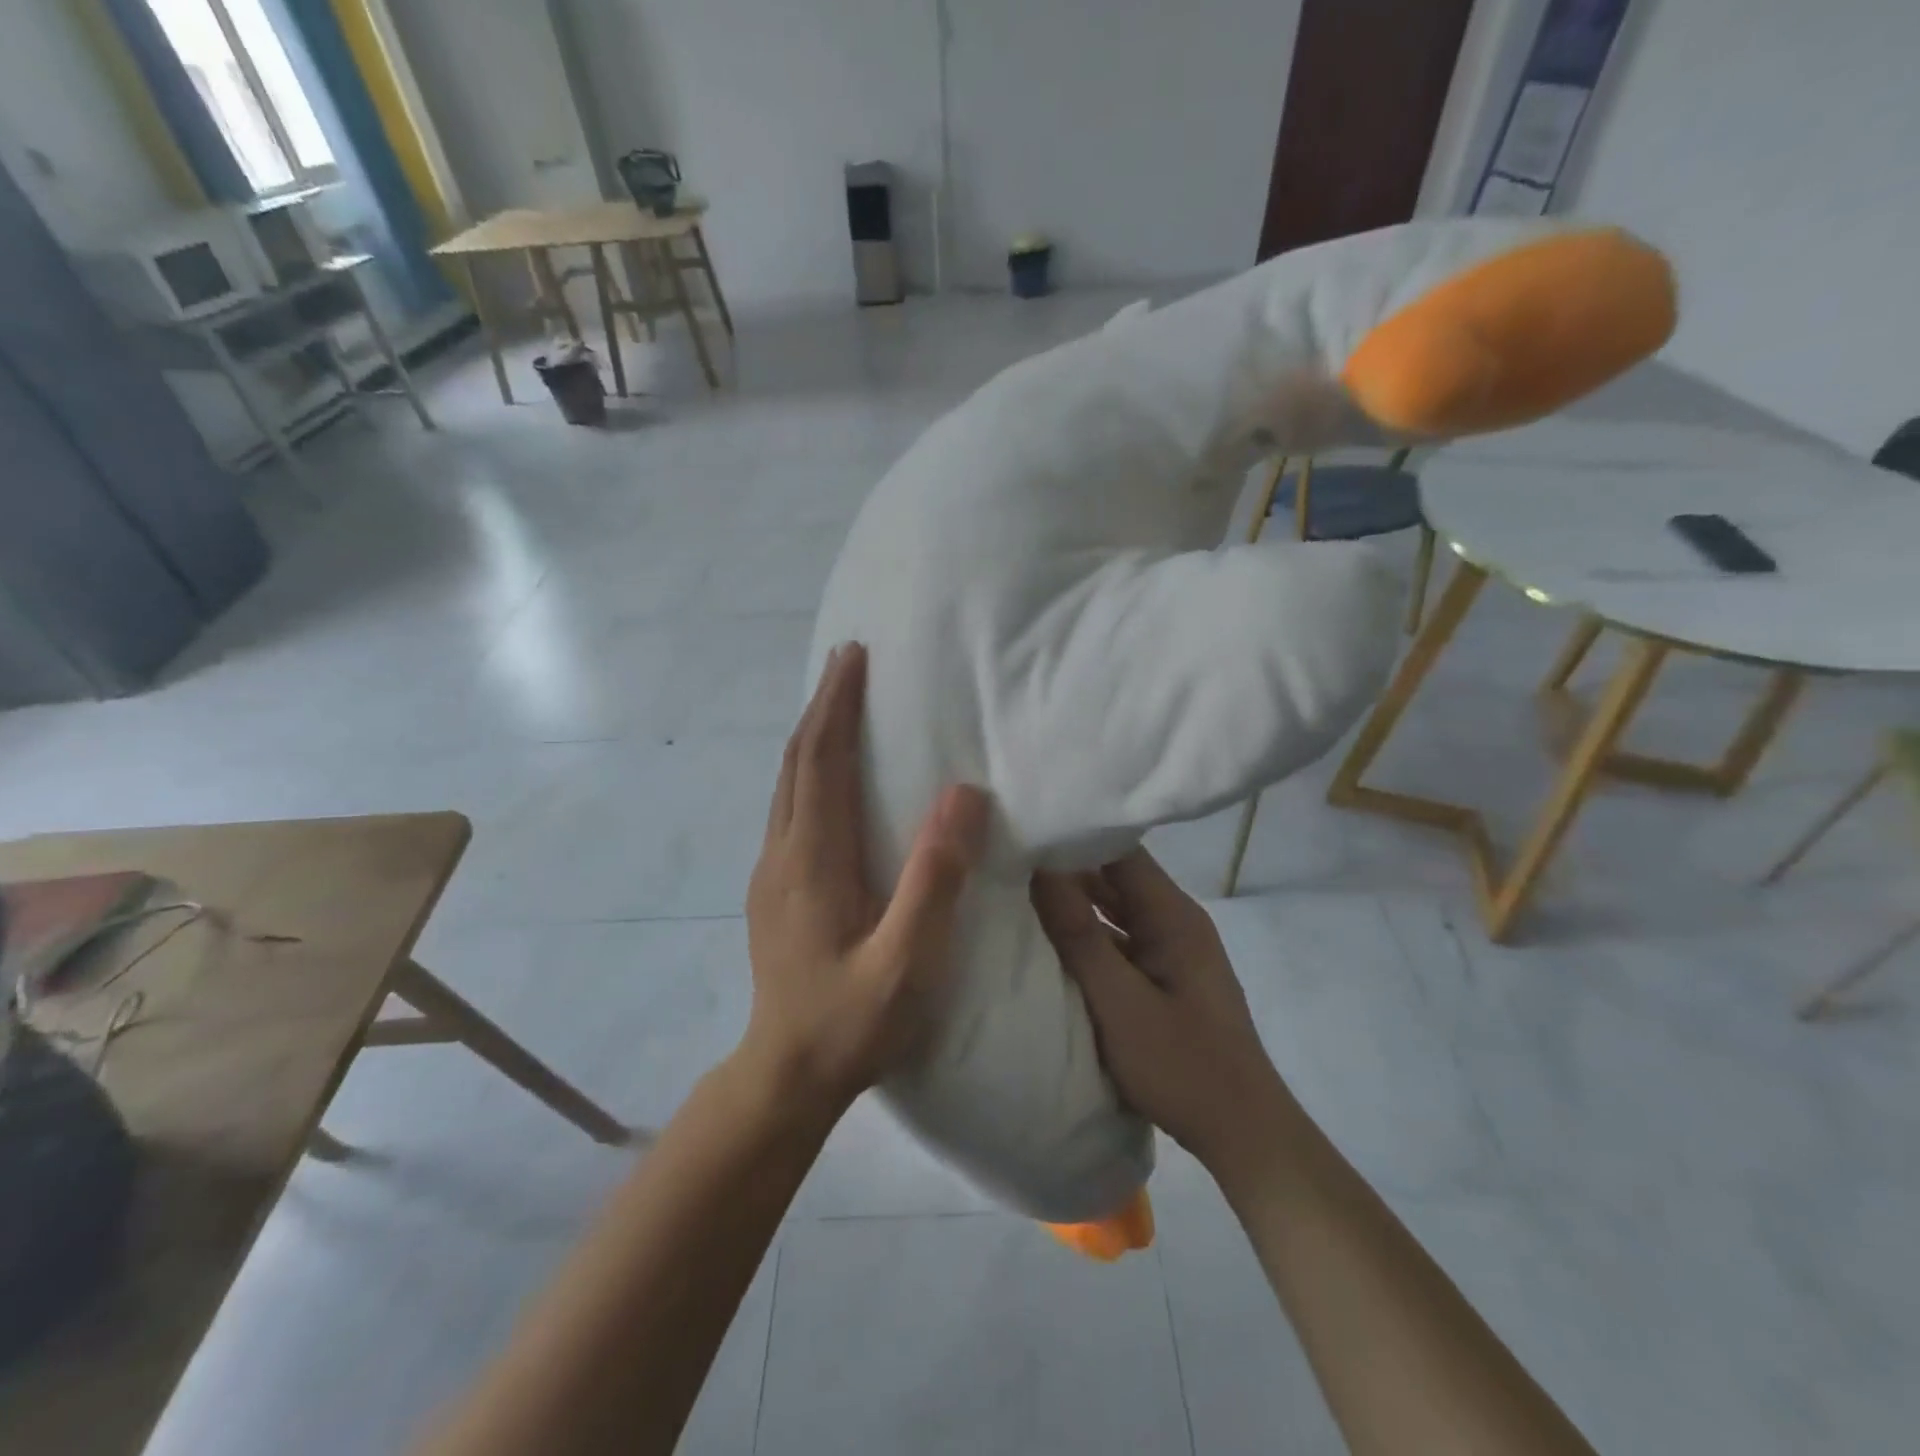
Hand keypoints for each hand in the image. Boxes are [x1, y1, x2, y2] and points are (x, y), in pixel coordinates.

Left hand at [743, 642, 988, 1116]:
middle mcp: (782, 854)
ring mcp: (771, 872)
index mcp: (813, 860)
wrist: (785, 1076)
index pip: (821, 761)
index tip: (854, 656)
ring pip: (788, 783)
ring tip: (841, 703)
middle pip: (796, 761)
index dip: (837, 705)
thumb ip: (936, 879)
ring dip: (813, 734)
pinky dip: (809, 769)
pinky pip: (790, 806)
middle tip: (848, 661)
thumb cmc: (852, 1021)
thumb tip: (964, 794)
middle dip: (822, 705)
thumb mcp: (908, 961)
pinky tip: (831, 774)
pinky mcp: (774, 889)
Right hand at [1031, 851, 1286, 1175]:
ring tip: (1014, 888)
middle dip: (1063, 867)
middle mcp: (1173, 920)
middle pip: (1114, 876)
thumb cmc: (1182, 1066)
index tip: (1024, 829)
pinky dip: (1083, 937)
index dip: (1073, 834)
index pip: (1119, 850)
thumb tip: (1041, 868)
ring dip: (1071, 903)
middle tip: (1006, 856)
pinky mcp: (1160, 977)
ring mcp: (1168, 949)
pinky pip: (1115, 941)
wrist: (1242, 1135)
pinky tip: (1045, 940)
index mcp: (1172, 914)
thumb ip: (1079, 935)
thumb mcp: (1120, 1003)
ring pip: (1112, 910)